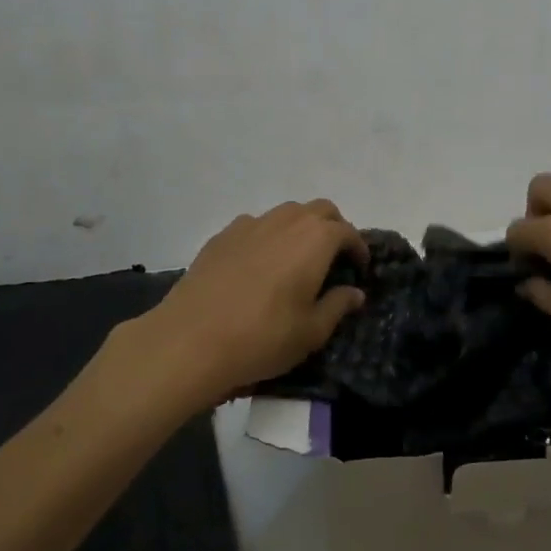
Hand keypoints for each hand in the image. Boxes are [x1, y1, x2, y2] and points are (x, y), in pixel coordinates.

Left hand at [131, 200, 368, 406]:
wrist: (190, 340)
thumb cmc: (263, 337)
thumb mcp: (311, 332)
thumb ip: (338, 306)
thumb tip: (355, 292)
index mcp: (315, 239)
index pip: (347, 231)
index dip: (358, 247)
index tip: (360, 268)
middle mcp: (285, 221)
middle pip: (319, 210)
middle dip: (333, 228)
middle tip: (335, 258)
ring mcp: (250, 225)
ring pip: (286, 213)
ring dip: (301, 228)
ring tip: (298, 259)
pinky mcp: (221, 236)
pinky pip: (256, 226)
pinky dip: (269, 237)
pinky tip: (260, 265)